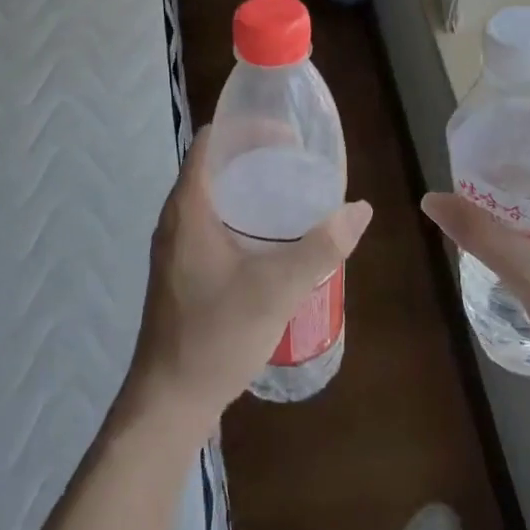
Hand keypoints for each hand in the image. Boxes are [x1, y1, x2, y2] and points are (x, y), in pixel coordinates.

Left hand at [123, 128, 372, 438]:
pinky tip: (271, 239)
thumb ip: (322, 246)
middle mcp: (175, 219)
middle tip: (299, 163)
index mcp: (189, 208)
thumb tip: (360, 209)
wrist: (169, 402)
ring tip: (292, 194)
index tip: (287, 135)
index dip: (246, 127)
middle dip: (256, 156)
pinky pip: (211, 224)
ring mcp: (175, 247)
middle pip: (214, 166)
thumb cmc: (216, 335)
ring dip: (248, 188)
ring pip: (213, 197)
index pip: (211, 141)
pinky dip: (241, 216)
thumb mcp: (278, 288)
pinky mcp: (182, 271)